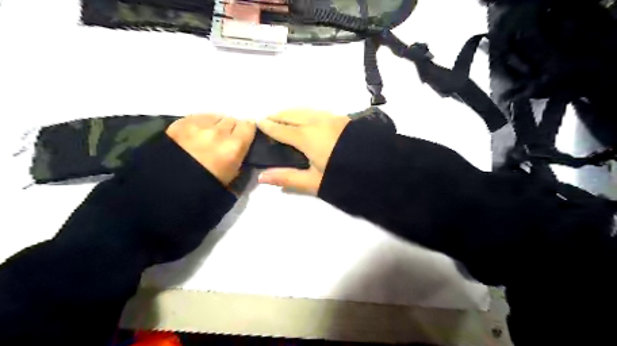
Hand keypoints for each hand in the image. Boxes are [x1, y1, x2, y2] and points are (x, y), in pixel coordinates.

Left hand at [167, 114, 255, 185]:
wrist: (172, 186)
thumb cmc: (208, 185)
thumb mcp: (233, 175)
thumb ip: (241, 155)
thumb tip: (242, 145)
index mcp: (234, 146)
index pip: (249, 125)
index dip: (246, 131)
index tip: (243, 137)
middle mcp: (219, 131)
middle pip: (232, 120)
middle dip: (230, 129)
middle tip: (224, 141)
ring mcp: (199, 125)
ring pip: (215, 117)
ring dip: (215, 125)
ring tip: (209, 137)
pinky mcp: (182, 122)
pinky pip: (199, 116)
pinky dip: (201, 123)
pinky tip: (196, 134)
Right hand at [258, 108, 349, 193]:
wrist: (377, 164)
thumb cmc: (343, 175)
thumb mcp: (314, 181)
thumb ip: (287, 178)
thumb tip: (261, 177)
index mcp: (306, 137)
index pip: (280, 129)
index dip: (267, 126)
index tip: (257, 123)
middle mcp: (315, 121)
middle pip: (290, 114)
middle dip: (276, 115)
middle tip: (267, 120)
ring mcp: (329, 117)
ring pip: (303, 109)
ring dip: (290, 112)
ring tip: (283, 119)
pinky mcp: (340, 117)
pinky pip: (315, 111)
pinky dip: (303, 113)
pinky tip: (305, 119)